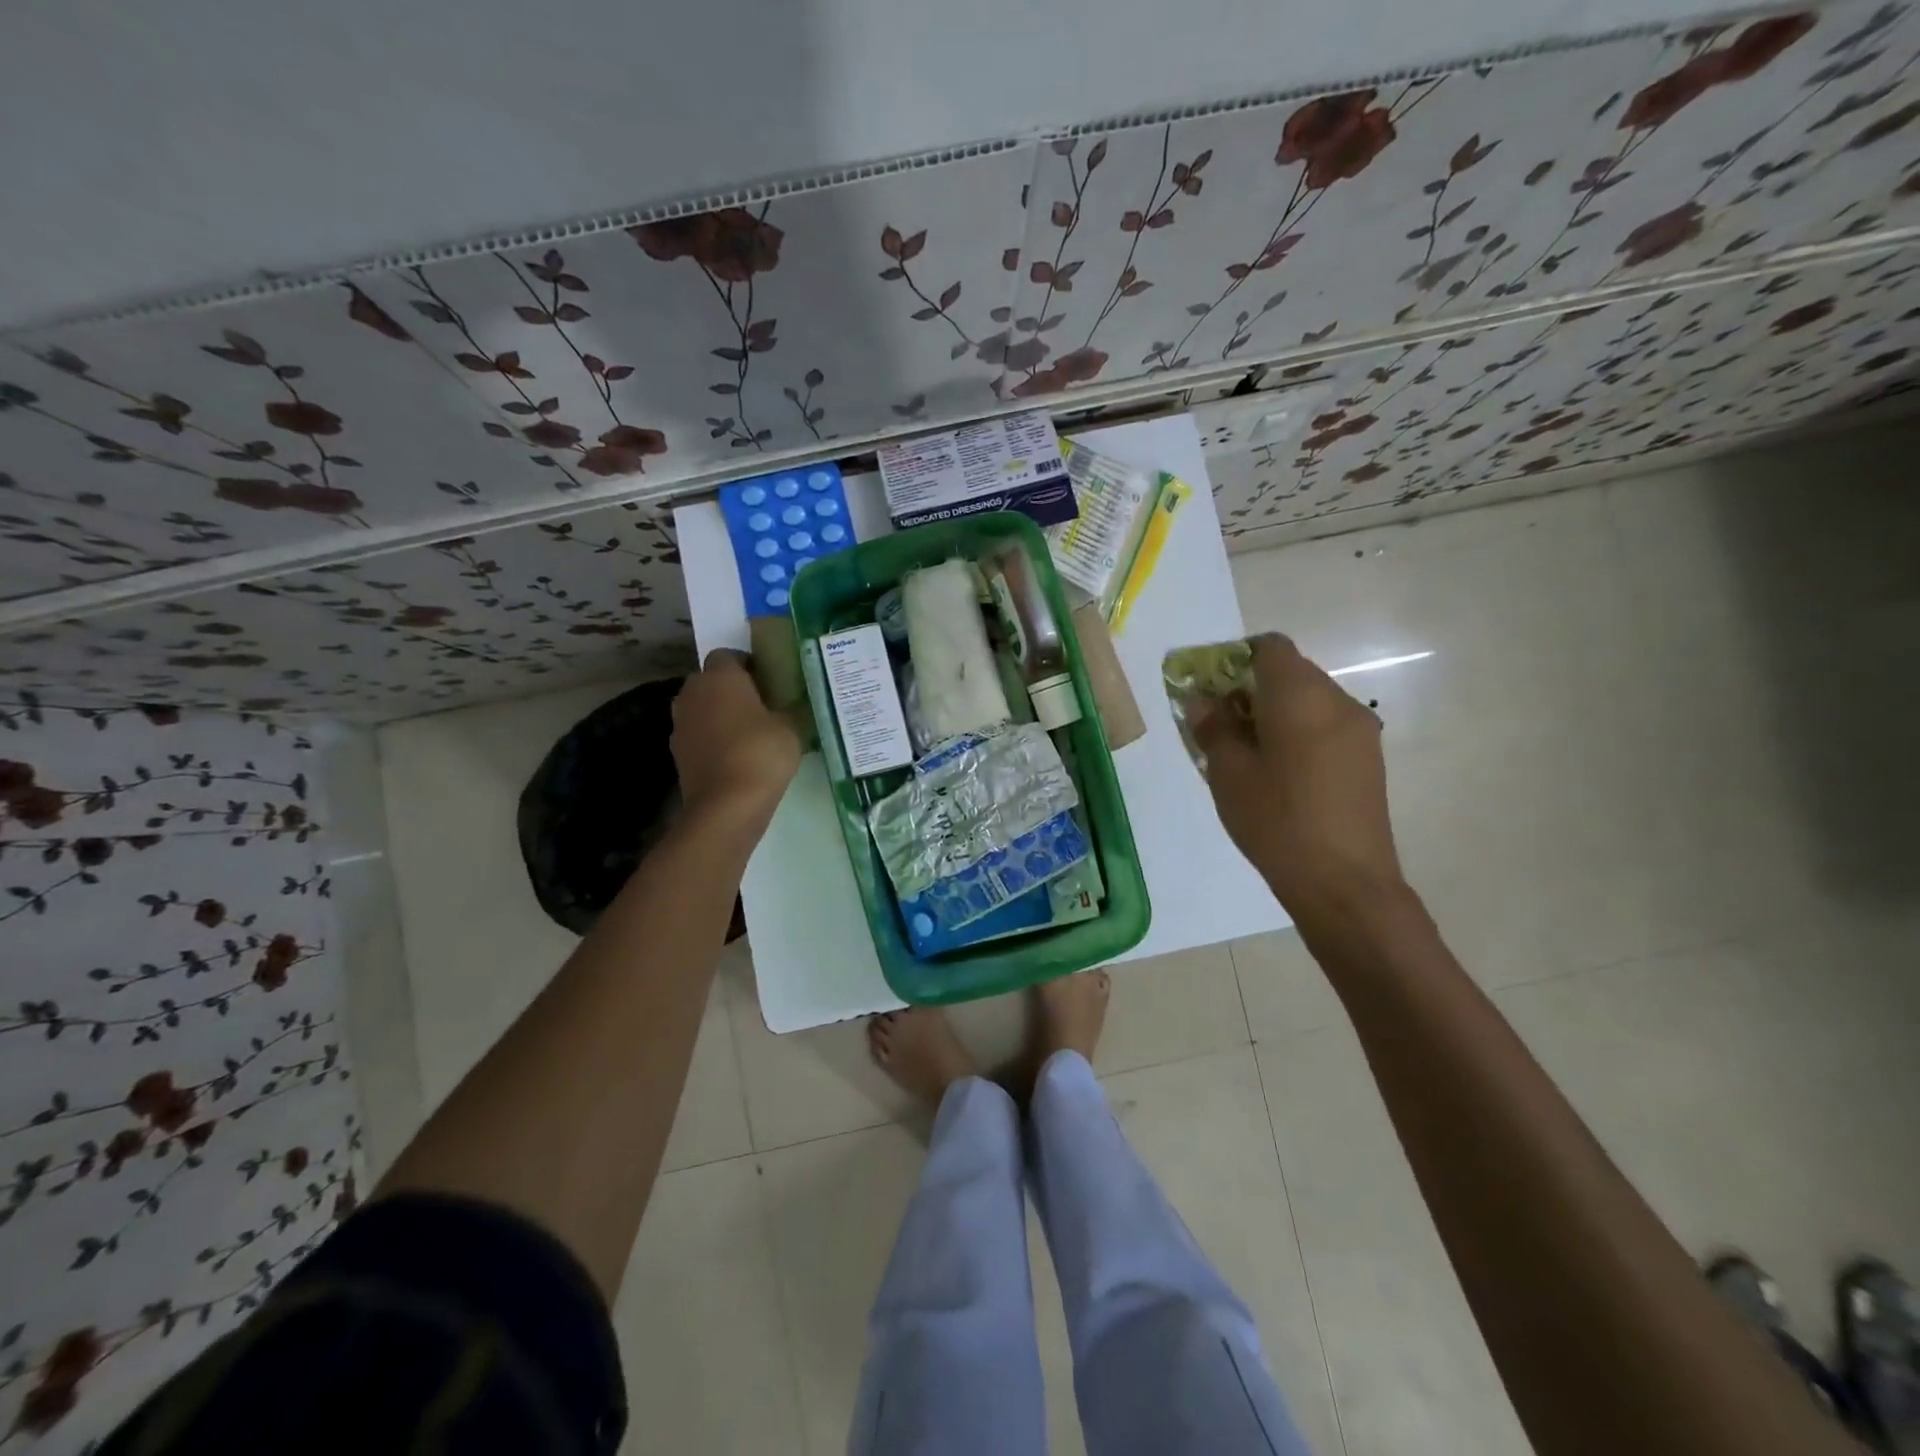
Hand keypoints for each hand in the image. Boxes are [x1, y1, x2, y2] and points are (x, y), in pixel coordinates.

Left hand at [672, 650, 800, 827]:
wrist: (726, 806)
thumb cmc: (761, 753)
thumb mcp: (791, 727)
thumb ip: (789, 708)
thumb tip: (791, 704)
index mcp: (720, 677)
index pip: (728, 655)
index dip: (748, 666)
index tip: (768, 682)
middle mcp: (693, 693)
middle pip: (711, 681)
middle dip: (731, 689)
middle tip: (761, 706)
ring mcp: (680, 724)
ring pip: (702, 708)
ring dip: (720, 715)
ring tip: (750, 733)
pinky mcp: (678, 753)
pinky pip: (699, 735)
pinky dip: (713, 740)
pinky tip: (736, 757)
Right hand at [1193, 633, 1405, 925]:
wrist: (1345, 883)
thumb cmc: (1277, 821)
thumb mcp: (1228, 773)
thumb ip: (1213, 727)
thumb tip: (1203, 700)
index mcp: (1300, 696)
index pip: (1269, 647)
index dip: (1235, 658)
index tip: (1211, 689)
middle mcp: (1337, 701)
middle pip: (1290, 671)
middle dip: (1251, 687)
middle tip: (1220, 724)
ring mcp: (1359, 730)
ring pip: (1309, 700)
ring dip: (1274, 711)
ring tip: (1246, 753)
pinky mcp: (1368, 758)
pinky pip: (1325, 725)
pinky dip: (1297, 731)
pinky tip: (1278, 772)